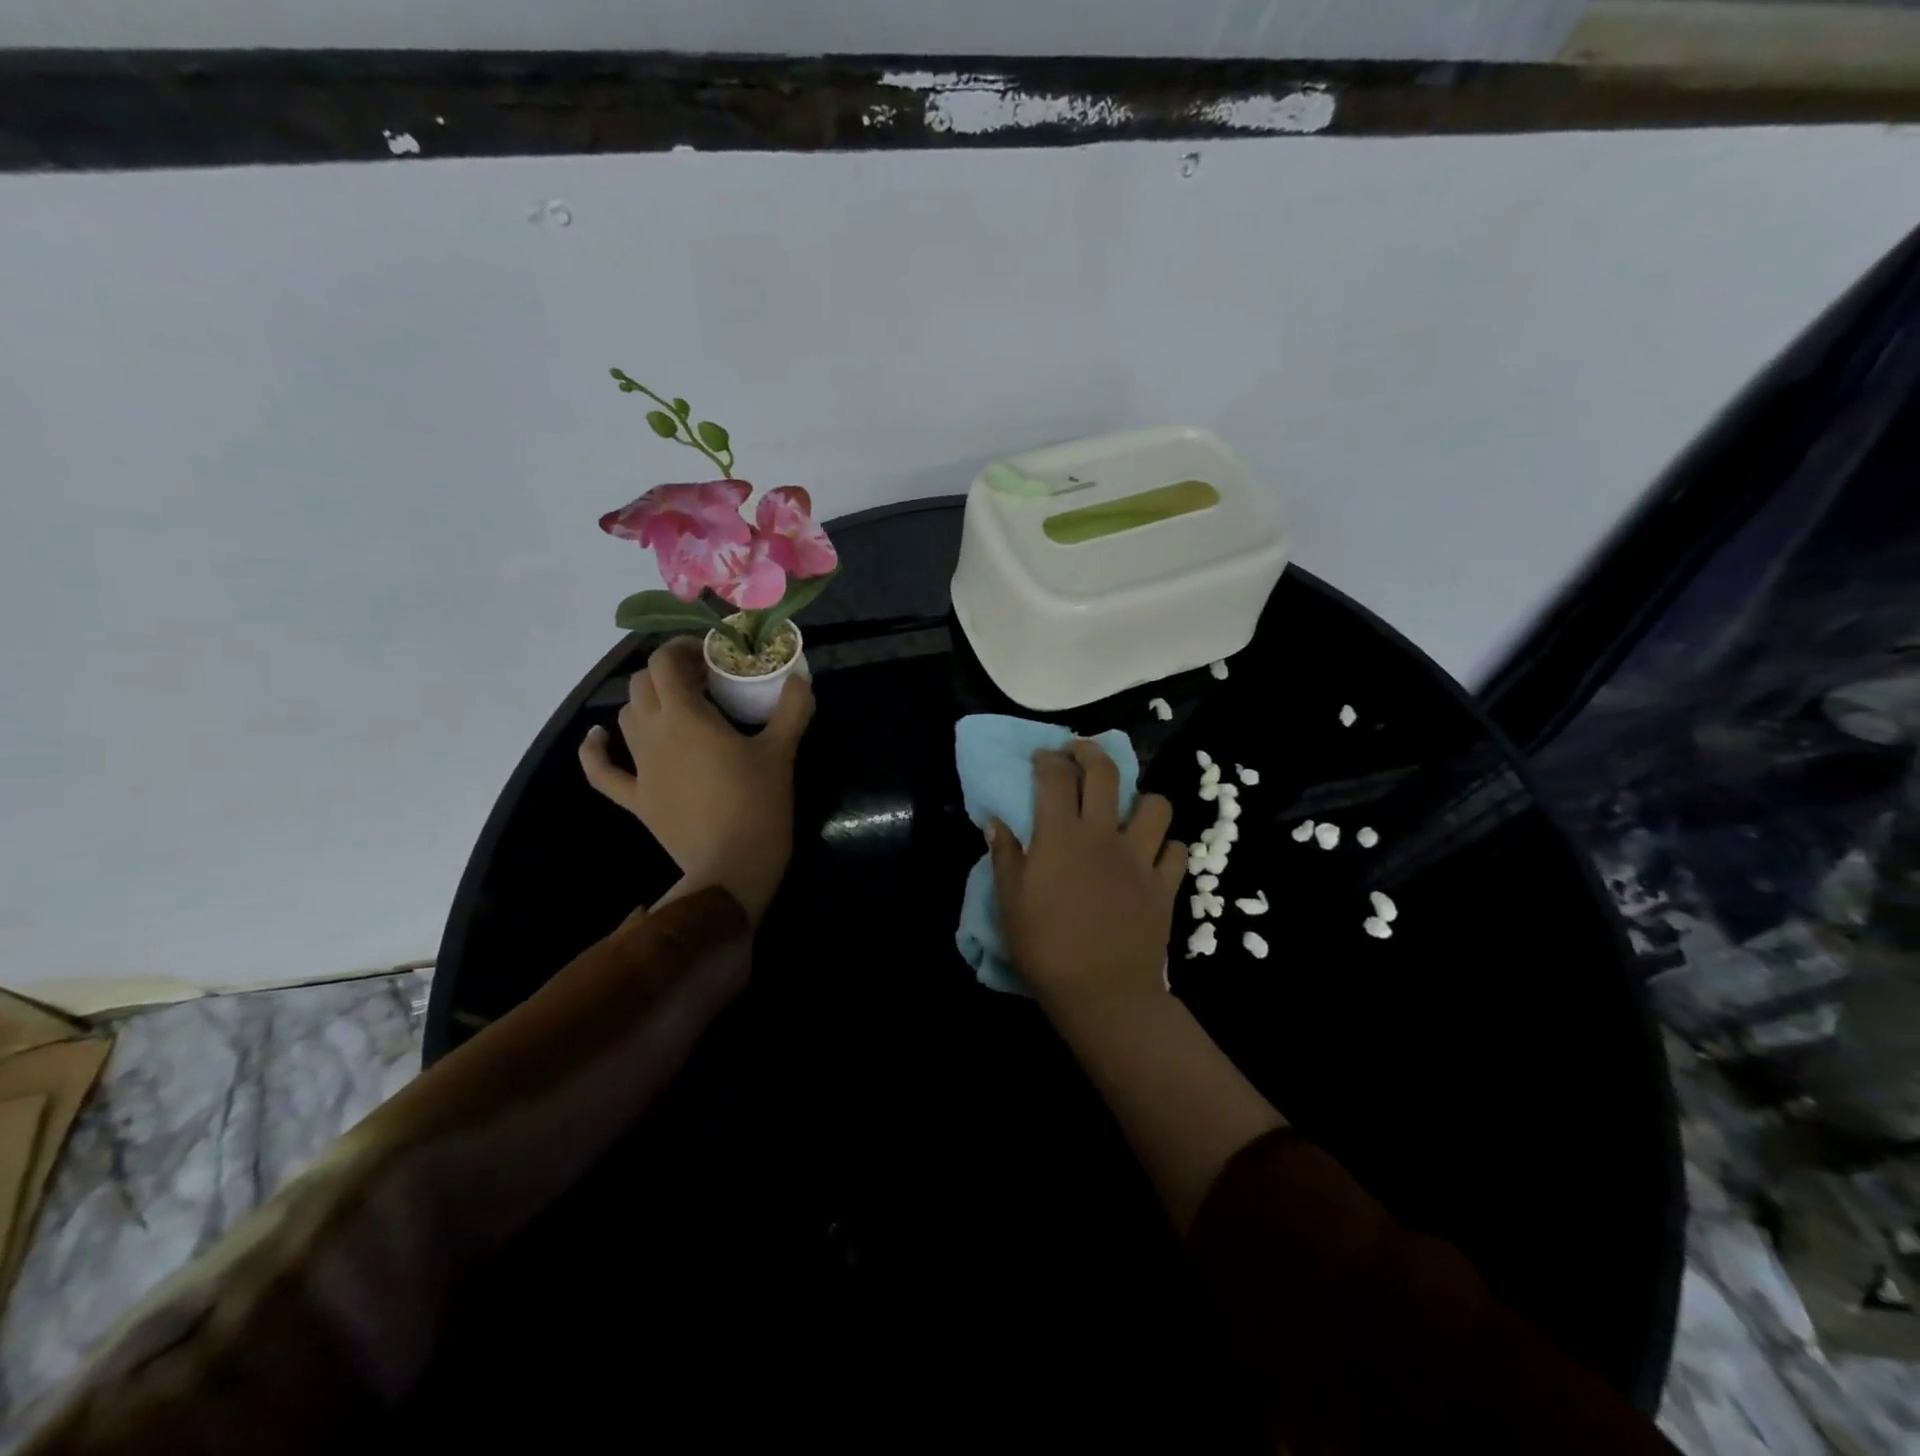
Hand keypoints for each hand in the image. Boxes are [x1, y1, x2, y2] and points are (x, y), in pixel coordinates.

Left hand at [578, 637, 813, 924]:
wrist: (731, 866)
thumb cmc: (757, 803)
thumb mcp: (782, 751)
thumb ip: (792, 709)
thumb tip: (800, 678)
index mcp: (686, 716)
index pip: (665, 662)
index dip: (683, 649)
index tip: (711, 655)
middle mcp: (654, 733)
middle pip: (643, 684)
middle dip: (669, 673)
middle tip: (704, 681)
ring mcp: (640, 767)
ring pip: (626, 716)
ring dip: (647, 702)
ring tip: (678, 706)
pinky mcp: (636, 798)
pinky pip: (602, 771)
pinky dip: (596, 750)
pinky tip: (598, 737)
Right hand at [988, 740, 1184, 1011]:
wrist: (1103, 993)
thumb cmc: (1046, 948)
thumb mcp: (1010, 903)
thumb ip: (1005, 856)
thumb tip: (996, 822)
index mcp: (1061, 836)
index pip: (1055, 777)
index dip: (1048, 759)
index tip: (1042, 757)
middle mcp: (1103, 835)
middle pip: (1105, 773)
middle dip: (1090, 751)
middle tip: (1078, 752)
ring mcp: (1140, 858)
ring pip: (1155, 805)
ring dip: (1141, 799)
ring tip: (1127, 809)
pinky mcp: (1165, 884)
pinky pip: (1176, 850)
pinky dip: (1166, 846)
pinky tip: (1152, 854)